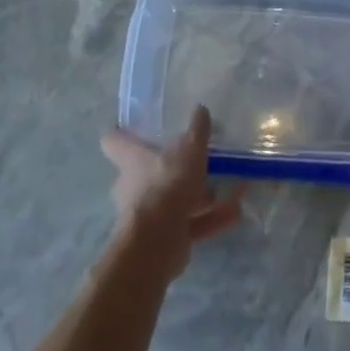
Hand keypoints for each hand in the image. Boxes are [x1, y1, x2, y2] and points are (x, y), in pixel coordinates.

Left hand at [100, 106, 243, 279]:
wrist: (158, 241)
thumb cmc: (167, 183)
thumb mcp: (189, 149)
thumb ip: (197, 130)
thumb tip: (200, 109)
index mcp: (131, 160)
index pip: (113, 141)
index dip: (122, 134)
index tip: (135, 129)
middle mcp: (132, 186)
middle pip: (145, 172)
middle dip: (169, 169)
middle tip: (193, 159)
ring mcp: (147, 214)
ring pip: (173, 200)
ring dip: (199, 195)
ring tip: (227, 187)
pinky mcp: (163, 238)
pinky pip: (189, 223)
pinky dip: (211, 219)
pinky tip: (235, 213)